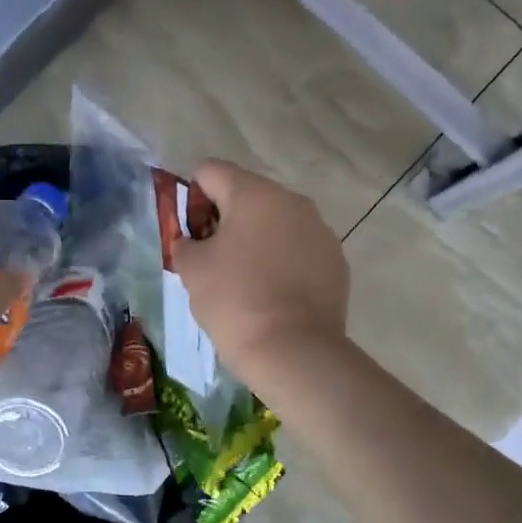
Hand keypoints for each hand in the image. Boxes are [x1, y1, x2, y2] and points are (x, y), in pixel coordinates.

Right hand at [169, 160, 348, 384]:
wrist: (293, 351)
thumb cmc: (234, 301)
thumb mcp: (191, 270)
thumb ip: (185, 243)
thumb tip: (192, 241)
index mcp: (254, 194)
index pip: (210, 172)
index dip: (192, 197)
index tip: (191, 234)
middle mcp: (293, 201)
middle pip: (248, 195)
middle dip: (226, 220)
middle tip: (213, 259)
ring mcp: (320, 230)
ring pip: (277, 223)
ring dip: (258, 240)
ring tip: (247, 281)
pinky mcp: (336, 260)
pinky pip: (300, 249)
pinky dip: (284, 262)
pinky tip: (275, 295)